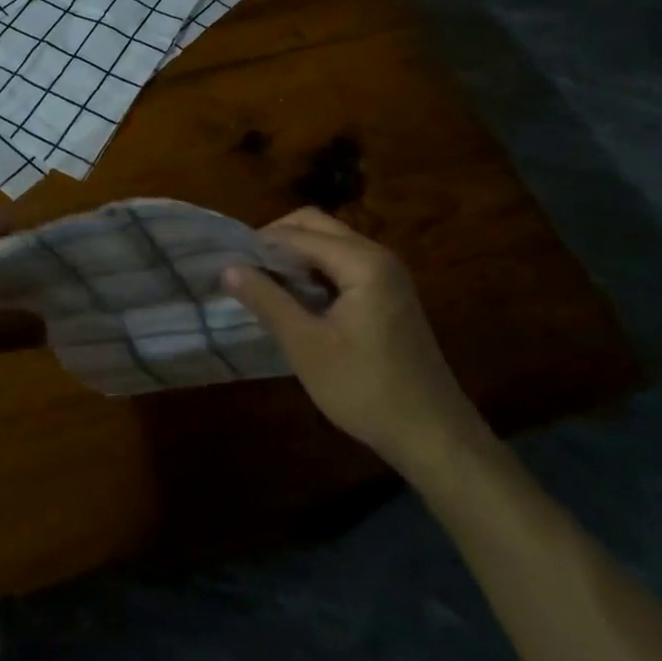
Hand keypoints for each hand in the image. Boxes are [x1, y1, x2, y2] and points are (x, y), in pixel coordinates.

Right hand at [223, 208, 492, 477]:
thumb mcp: (306, 346)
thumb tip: (228, 267)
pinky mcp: (389, 292)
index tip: (228, 263)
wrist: (433, 434)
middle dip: (277, 241)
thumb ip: (266, 300)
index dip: (260, 244)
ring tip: (264, 284)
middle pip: (316, 225)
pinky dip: (315, 270)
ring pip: (330, 243)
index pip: (298, 233)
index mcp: (362, 261)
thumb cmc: (365, 389)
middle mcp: (377, 255)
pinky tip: (297, 299)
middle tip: (246, 271)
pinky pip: (344, 263)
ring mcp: (387, 273)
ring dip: (296, 255)